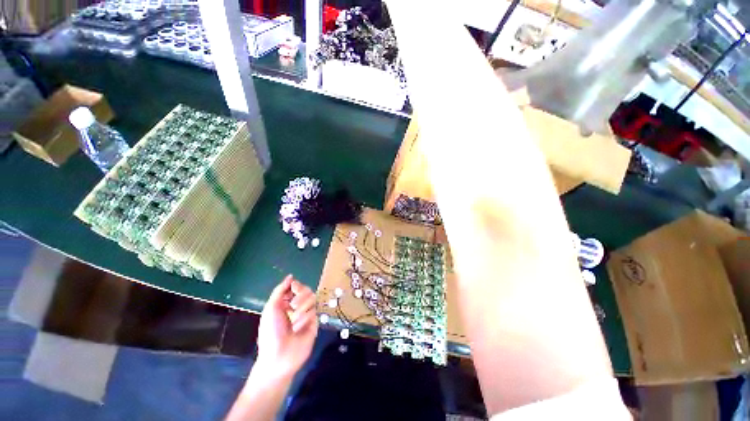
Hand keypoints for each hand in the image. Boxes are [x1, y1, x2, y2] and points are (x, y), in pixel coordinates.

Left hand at [256, 275, 318, 379]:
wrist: (279, 356)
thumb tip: (291, 276)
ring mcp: (307, 314)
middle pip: (307, 290)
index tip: (294, 288)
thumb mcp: (271, 308)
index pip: (297, 287)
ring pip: (313, 299)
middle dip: (301, 296)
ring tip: (294, 321)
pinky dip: (305, 319)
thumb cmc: (271, 332)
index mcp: (286, 303)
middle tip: (293, 306)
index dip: (297, 285)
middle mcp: (297, 307)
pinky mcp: (315, 322)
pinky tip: (298, 329)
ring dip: (302, 308)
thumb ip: (280, 290)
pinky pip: (314, 312)